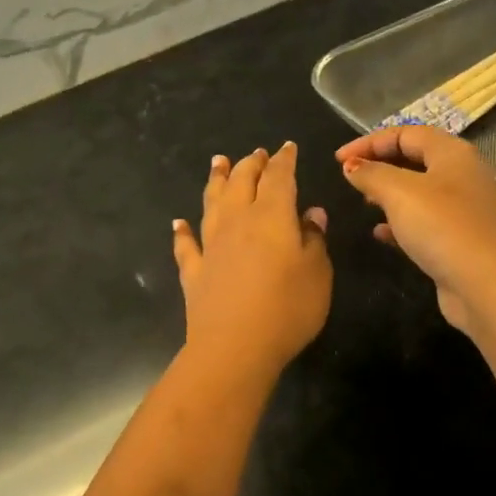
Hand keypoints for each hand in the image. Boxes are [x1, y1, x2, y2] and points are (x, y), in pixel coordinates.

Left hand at [173, 142, 332, 374]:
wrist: (234, 347)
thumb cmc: (287, 308)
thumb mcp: (317, 273)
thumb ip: (314, 239)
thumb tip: (311, 214)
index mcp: (272, 216)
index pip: (279, 178)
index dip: (284, 160)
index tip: (287, 148)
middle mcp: (237, 221)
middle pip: (242, 182)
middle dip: (250, 164)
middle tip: (256, 153)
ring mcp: (211, 245)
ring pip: (212, 202)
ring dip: (216, 180)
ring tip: (218, 162)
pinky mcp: (194, 271)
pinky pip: (186, 245)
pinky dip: (182, 232)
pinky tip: (178, 224)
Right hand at [336, 125, 495, 331]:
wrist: (485, 284)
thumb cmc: (441, 226)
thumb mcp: (399, 192)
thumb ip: (371, 174)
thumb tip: (351, 166)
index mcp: (453, 153)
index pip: (407, 133)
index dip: (370, 142)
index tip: (338, 159)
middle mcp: (462, 176)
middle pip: (415, 159)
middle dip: (380, 165)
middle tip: (351, 177)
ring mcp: (463, 210)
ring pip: (419, 192)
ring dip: (389, 193)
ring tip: (363, 202)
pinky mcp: (459, 239)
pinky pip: (424, 222)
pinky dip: (400, 223)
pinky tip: (380, 233)